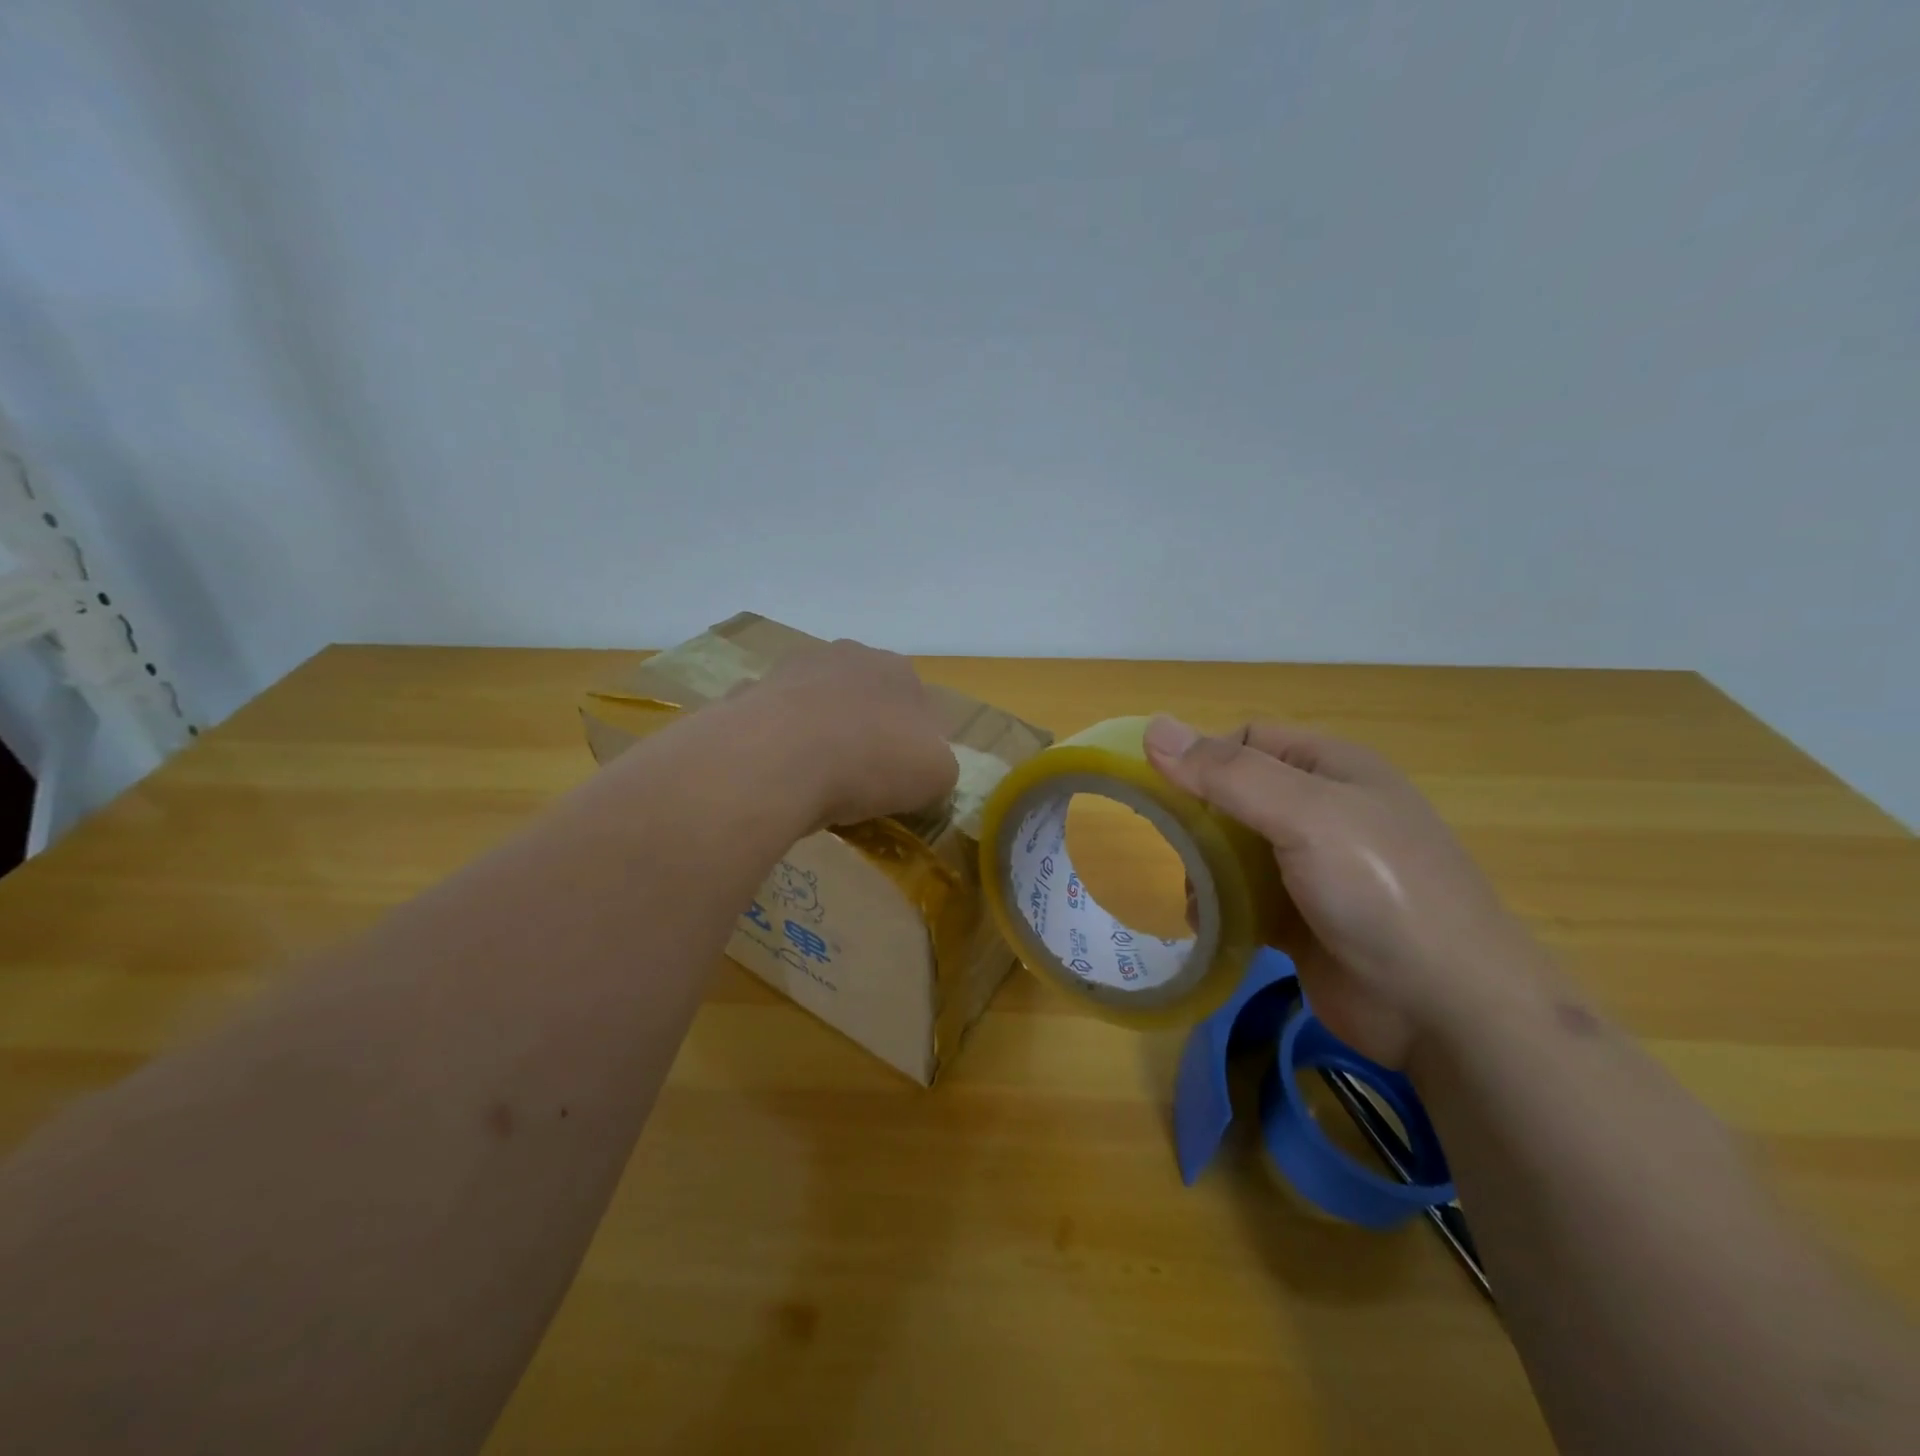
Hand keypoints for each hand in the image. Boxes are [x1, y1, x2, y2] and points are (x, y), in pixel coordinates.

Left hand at [726, 639, 958, 829]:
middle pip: (863, 698)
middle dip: (863, 731)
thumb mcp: (936, 775)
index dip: (911, 742)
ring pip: (816, 706)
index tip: (901, 777)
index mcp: (898, 669)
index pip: (915, 703)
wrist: (782, 757)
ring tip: (813, 782)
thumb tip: (922, 769)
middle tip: (859, 779)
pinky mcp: (750, 692)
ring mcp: (794, 669)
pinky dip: (776, 745)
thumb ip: (937, 765)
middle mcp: (848, 656)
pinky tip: (776, 776)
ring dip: (818, 734)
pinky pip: (772, 724)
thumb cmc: (872, 760)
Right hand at [1145, 716, 1543, 1065]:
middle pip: (1235, 796)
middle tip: (1179, 852)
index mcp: (1332, 768)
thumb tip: (1152, 728)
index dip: (1203, 758)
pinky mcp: (1302, 920)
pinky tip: (1210, 926)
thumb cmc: (1379, 891)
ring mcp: (1313, 869)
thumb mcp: (1305, 815)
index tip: (1167, 794)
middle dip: (1199, 821)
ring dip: (1205, 869)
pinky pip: (1244, 898)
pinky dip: (1220, 907)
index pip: (1247, 741)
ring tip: (1196, 898)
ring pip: (1233, 850)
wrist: (1448, 1011)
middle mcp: (1322, 811)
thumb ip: (1227, 774)